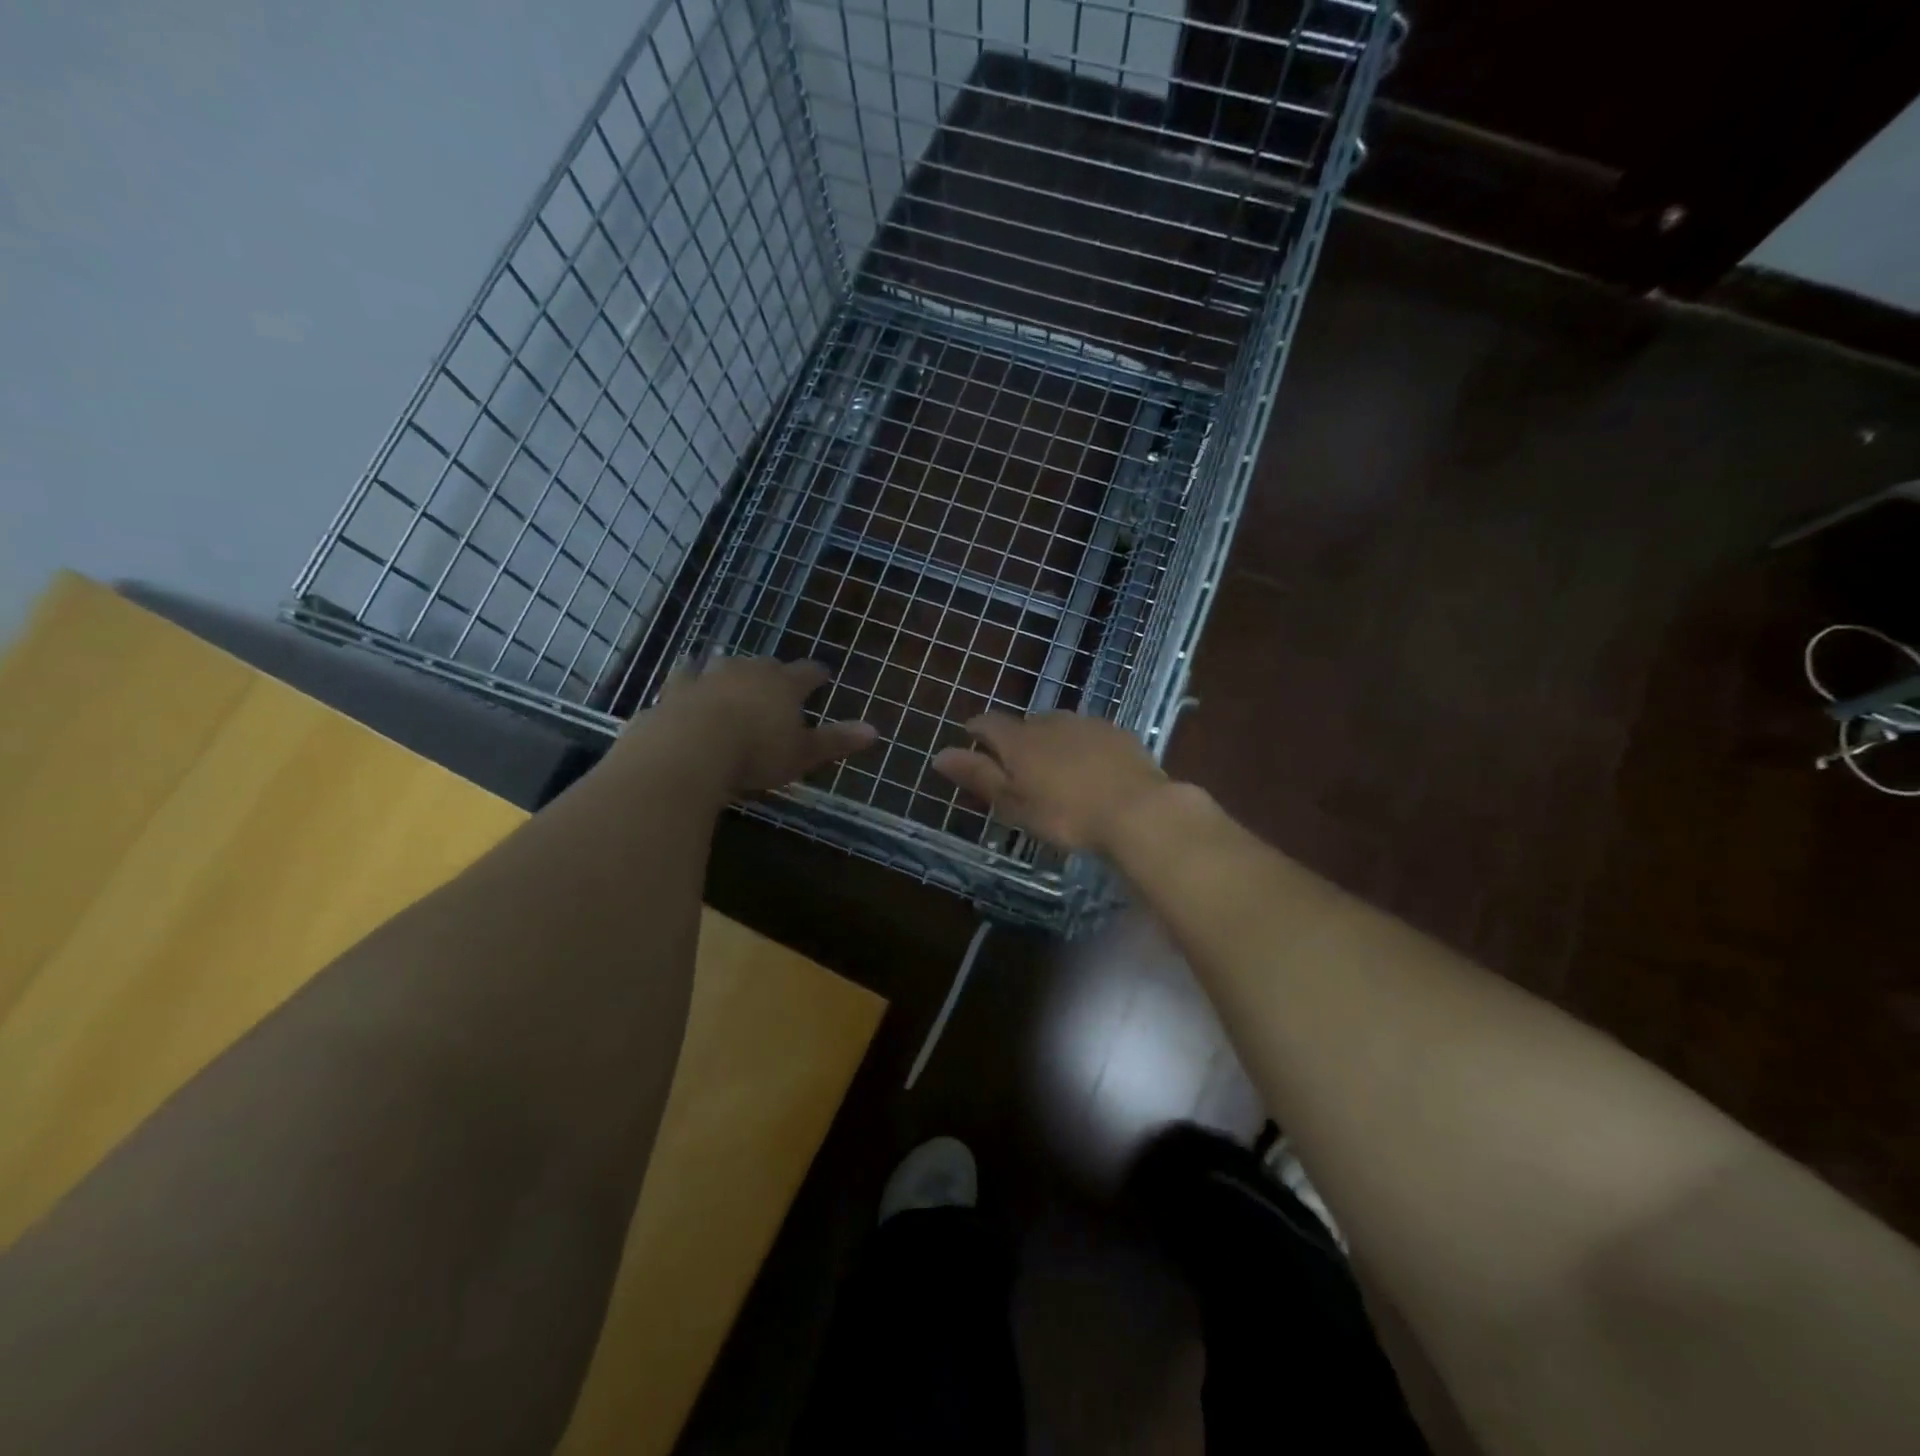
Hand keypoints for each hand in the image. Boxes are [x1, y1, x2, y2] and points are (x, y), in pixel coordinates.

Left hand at [655, 656, 876, 793]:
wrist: (691, 748)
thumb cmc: (756, 753)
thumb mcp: (803, 754)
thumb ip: (837, 741)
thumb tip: (876, 730)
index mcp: (784, 685)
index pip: (808, 673)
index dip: (817, 675)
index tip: (823, 676)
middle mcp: (749, 671)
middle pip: (767, 665)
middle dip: (774, 673)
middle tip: (777, 682)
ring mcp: (709, 675)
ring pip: (725, 664)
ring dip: (732, 670)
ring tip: (733, 675)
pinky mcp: (676, 688)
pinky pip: (685, 675)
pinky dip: (690, 676)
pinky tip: (687, 677)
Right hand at [931, 711, 1168, 852]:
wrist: (1137, 810)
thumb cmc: (1065, 814)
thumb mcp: (1014, 803)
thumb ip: (978, 776)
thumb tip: (939, 754)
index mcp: (1019, 739)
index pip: (988, 723)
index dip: (977, 731)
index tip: (973, 743)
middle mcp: (1050, 722)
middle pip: (1025, 725)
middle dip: (1018, 741)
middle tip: (1020, 771)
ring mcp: (1087, 724)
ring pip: (1059, 728)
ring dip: (1052, 743)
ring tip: (1057, 772)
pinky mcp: (1118, 733)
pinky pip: (1090, 735)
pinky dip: (1083, 748)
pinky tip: (1092, 771)